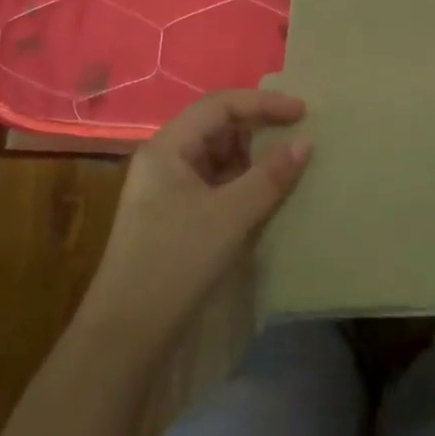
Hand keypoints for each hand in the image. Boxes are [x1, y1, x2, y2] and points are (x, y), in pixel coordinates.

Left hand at [79, 90, 312, 347]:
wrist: (128, 332)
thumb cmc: (177, 261)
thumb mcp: (231, 215)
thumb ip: (270, 175)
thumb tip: (305, 141)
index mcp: (168, 147)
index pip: (220, 105)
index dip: (263, 103)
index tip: (303, 112)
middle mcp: (165, 160)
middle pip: (217, 127)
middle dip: (259, 128)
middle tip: (300, 136)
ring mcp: (169, 189)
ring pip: (218, 157)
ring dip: (253, 158)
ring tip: (291, 164)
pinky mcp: (176, 216)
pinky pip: (216, 184)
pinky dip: (243, 183)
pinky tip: (268, 195)